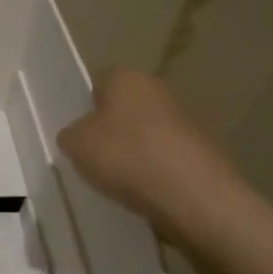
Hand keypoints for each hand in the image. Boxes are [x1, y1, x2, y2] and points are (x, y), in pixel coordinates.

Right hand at [56, 67, 243, 246]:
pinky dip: (153, 173)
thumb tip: (79, 136)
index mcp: (127, 77)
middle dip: (109, 131)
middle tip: (91, 158)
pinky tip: (142, 192)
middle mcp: (159, 90)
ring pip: (144, 135)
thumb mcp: (75, 144)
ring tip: (116, 180)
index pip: (97, 84)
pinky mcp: (202, 153)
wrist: (194, 196)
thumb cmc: (126, 156)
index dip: (83, 108)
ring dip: (131, 153)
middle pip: (123, 110)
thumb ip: (70, 134)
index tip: (76, 134)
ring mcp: (186, 121)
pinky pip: (164, 159)